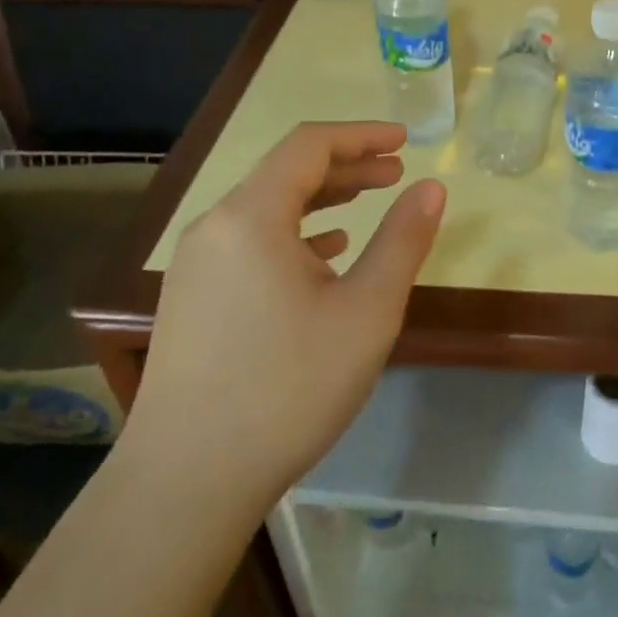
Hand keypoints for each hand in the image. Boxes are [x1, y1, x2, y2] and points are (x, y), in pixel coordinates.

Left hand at [123, 122, 446, 517]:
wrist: (186, 481)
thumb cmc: (288, 388)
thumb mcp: (366, 312)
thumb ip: (402, 241)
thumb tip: (431, 188)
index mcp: (251, 215)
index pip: (309, 145)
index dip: (361, 135)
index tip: (405, 141)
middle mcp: (216, 226)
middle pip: (286, 171)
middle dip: (346, 165)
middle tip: (396, 172)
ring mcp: (196, 264)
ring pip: (267, 207)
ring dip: (321, 198)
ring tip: (367, 202)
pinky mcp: (192, 297)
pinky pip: (249, 241)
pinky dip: (293, 232)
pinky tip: (323, 253)